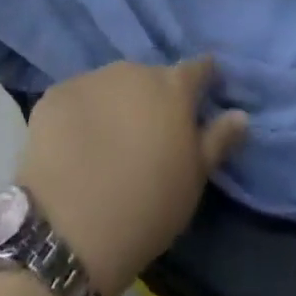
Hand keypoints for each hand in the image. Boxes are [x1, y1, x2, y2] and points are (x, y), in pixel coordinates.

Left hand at [17, 59, 247, 295]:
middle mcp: (132, 70)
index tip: (204, 91)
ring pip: (111, 85)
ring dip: (115, 104)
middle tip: (148, 135)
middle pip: (149, 78)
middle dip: (152, 98)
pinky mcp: (55, 93)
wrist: (69, 227)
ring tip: (108, 143)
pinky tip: (74, 148)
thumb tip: (240, 114)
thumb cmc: (147, 206)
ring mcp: (90, 78)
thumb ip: (217, 141)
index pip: (196, 68)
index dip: (203, 78)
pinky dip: (80, 114)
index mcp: (171, 87)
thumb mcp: (193, 180)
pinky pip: (76, 99)